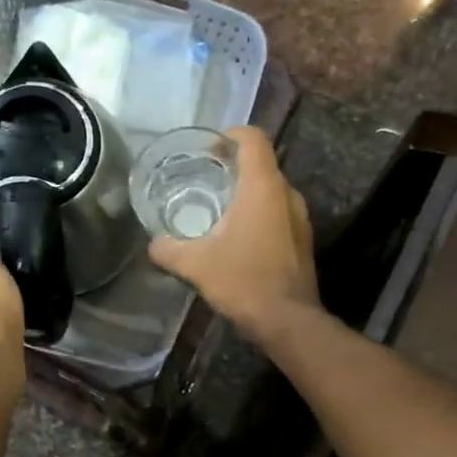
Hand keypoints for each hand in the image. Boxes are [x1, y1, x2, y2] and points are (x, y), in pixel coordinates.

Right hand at [147, 126, 317, 338]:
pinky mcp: (302, 240)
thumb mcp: (195, 265)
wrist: (288, 321)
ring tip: (216, 209)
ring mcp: (300, 218)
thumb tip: (153, 245)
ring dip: (246, 194)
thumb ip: (168, 249)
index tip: (208, 149)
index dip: (229, 135)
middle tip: (203, 179)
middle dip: (232, 167)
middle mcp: (287, 194)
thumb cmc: (243, 281)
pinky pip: (278, 214)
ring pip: (271, 191)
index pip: (253, 139)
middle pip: (261, 164)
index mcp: (263, 187)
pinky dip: (258, 215)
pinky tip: (236, 238)